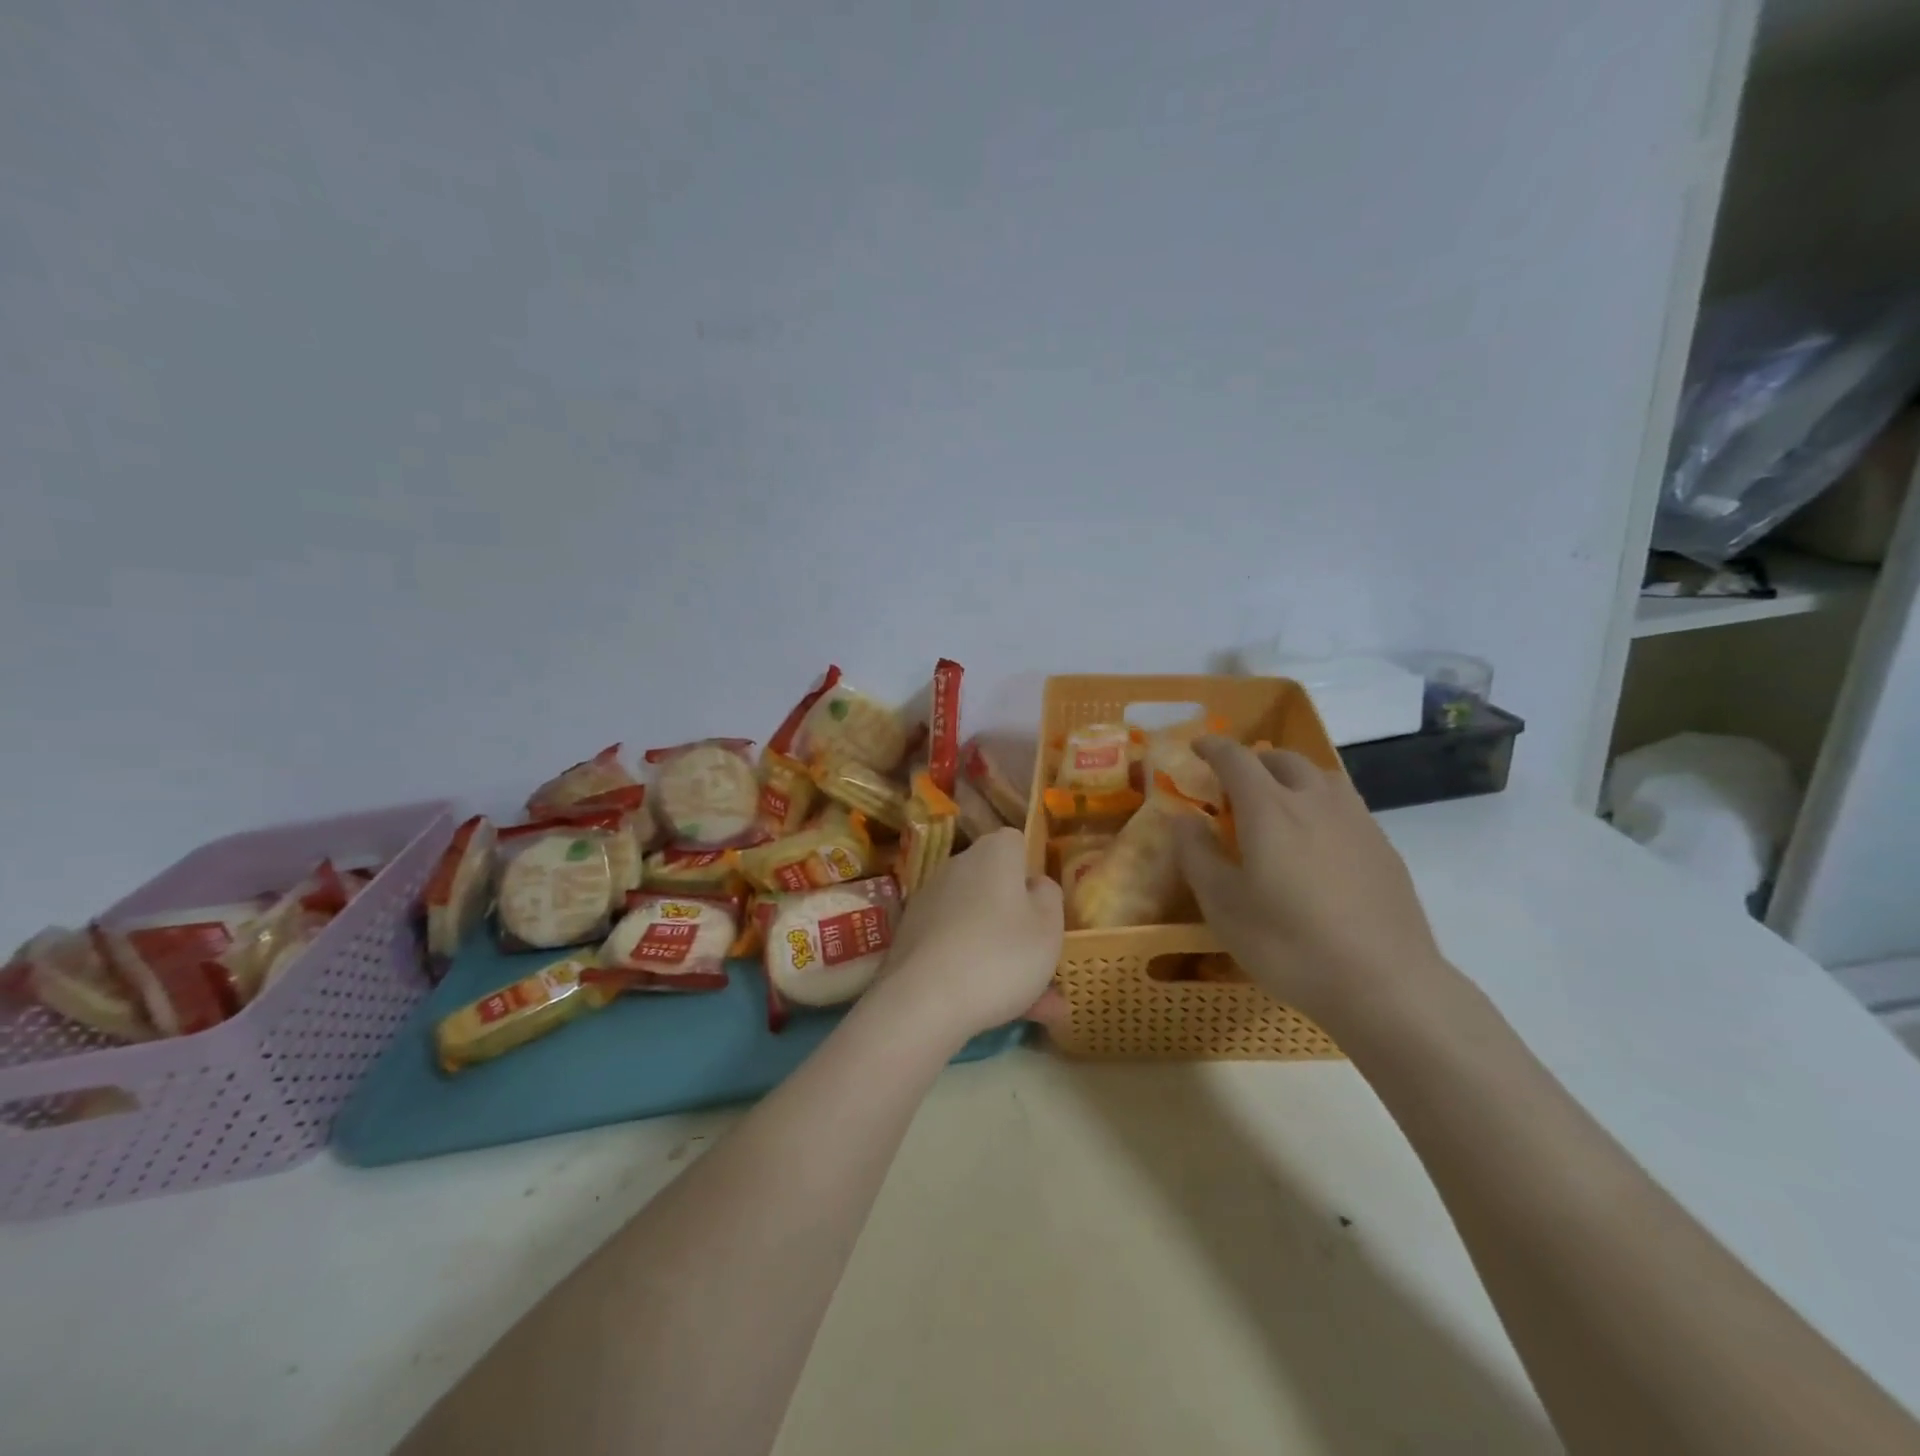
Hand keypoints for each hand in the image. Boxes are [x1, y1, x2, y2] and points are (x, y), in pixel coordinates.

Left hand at [873, 828, 1063, 1046]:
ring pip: (979, 924)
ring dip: (1002, 954)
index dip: (1033, 871)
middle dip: (1019, 920)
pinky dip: (975, 971)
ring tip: (1035, 1007)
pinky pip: (956, 947)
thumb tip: (1035, 884)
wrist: (922, 1002)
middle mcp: (957, 867)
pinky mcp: (911, 936)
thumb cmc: (1000, 956)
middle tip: (1043, 961)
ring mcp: (929, 902)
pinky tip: (997, 1012)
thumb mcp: (1049, 928)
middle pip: (995, 885)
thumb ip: (1049, 898)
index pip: (1016, 843)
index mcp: (993, 853)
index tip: (1044, 905)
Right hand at [1175, 738, 1448, 1031]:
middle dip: (1253, 761)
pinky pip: (1345, 805)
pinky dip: (1320, 804)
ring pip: (1320, 776)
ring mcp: (1356, 821)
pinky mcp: (1383, 846)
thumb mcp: (1222, 905)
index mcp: (1269, 808)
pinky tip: (1318, 841)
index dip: (1213, 747)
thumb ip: (1197, 855)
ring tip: (1279, 804)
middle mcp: (1314, 801)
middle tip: (1235, 785)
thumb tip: (1183, 818)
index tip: (1197, 747)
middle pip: (1282, 759)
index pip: (1236, 758)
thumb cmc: (1288, 944)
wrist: (1384, 984)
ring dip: (1292, 777)